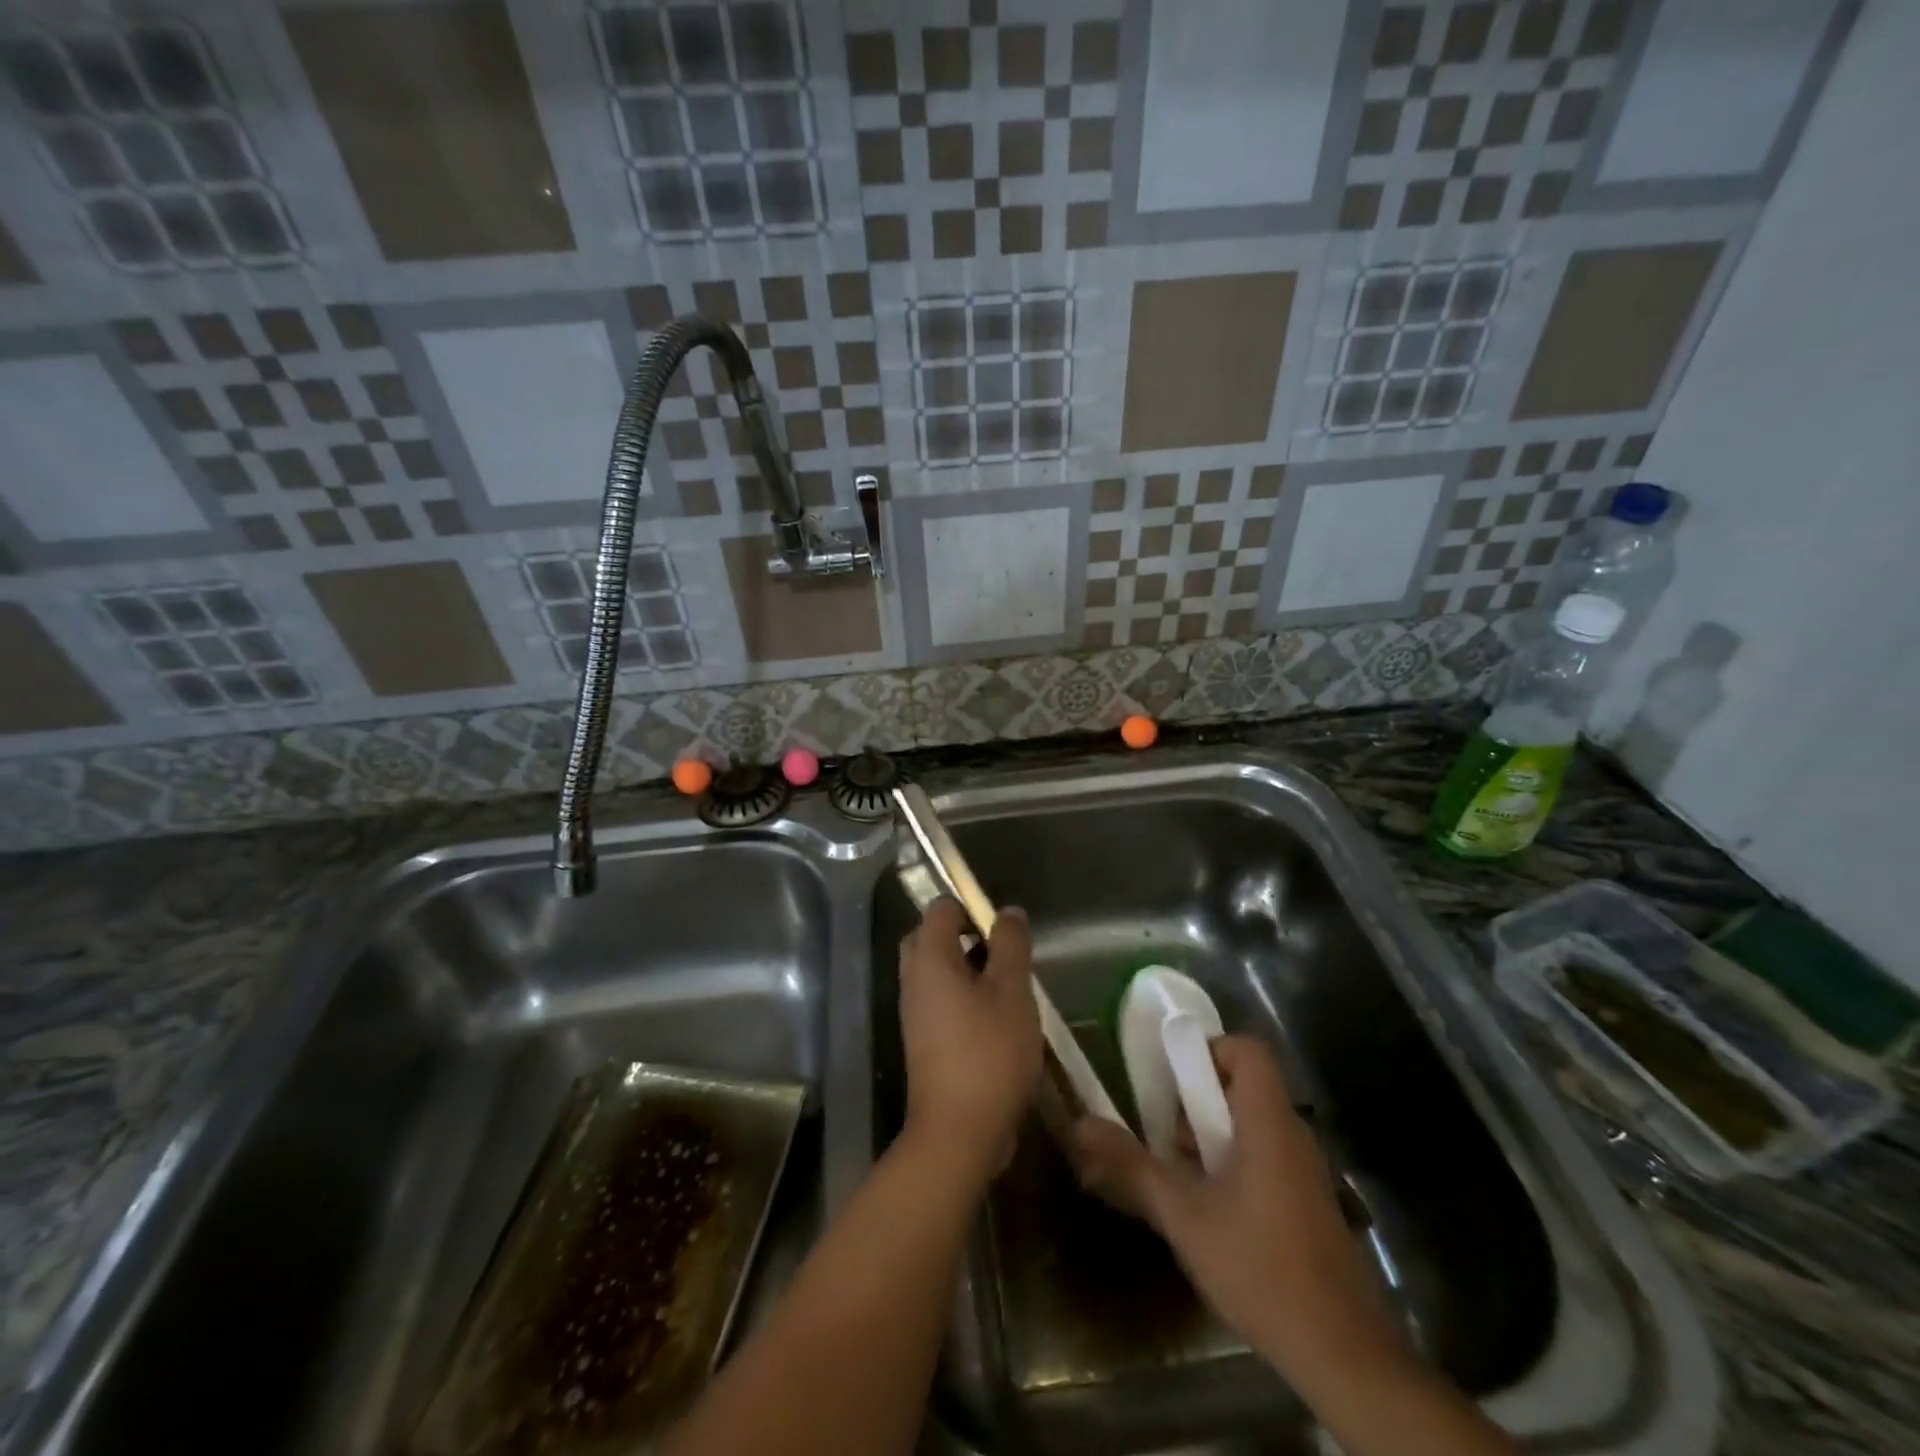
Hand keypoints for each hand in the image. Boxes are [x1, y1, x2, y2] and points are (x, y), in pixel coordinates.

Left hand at [898, 899, 1043, 1180]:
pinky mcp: (924, 1041)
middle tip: (1002, 953)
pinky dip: (964, 997)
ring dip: (968, 969)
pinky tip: (998, 1019)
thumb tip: (1008, 911)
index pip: (939, 908)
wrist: (959, 1132)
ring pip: (937, 972)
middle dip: (965, 936)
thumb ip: (1010, 945)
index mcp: (929, 959)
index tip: (1003, 928)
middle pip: (931, 938)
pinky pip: (940, 1001)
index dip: (970, 906)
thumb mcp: (1012, 991)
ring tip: (1008, 985)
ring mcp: (915, 1013)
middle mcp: (913, 980)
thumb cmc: (989, 1051)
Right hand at [1070, 1035, 1401, 1383]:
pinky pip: (1267, 1159)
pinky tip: (1211, 1212)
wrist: (1344, 1356)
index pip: (1248, 1050)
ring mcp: (1306, 1172)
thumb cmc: (1259, 1267)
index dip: (1209, 1049)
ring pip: (1254, 1126)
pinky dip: (1234, 1165)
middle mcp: (1293, 1135)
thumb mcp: (1183, 1215)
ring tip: (1180, 1175)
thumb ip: (1132, 1166)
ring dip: (1213, 1137)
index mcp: (1268, 1122)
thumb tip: (1082, 1124)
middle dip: (1198, 1100)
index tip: (1173, 1080)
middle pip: (1246, 1086)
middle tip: (1165, 1134)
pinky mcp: (1310, 1206)